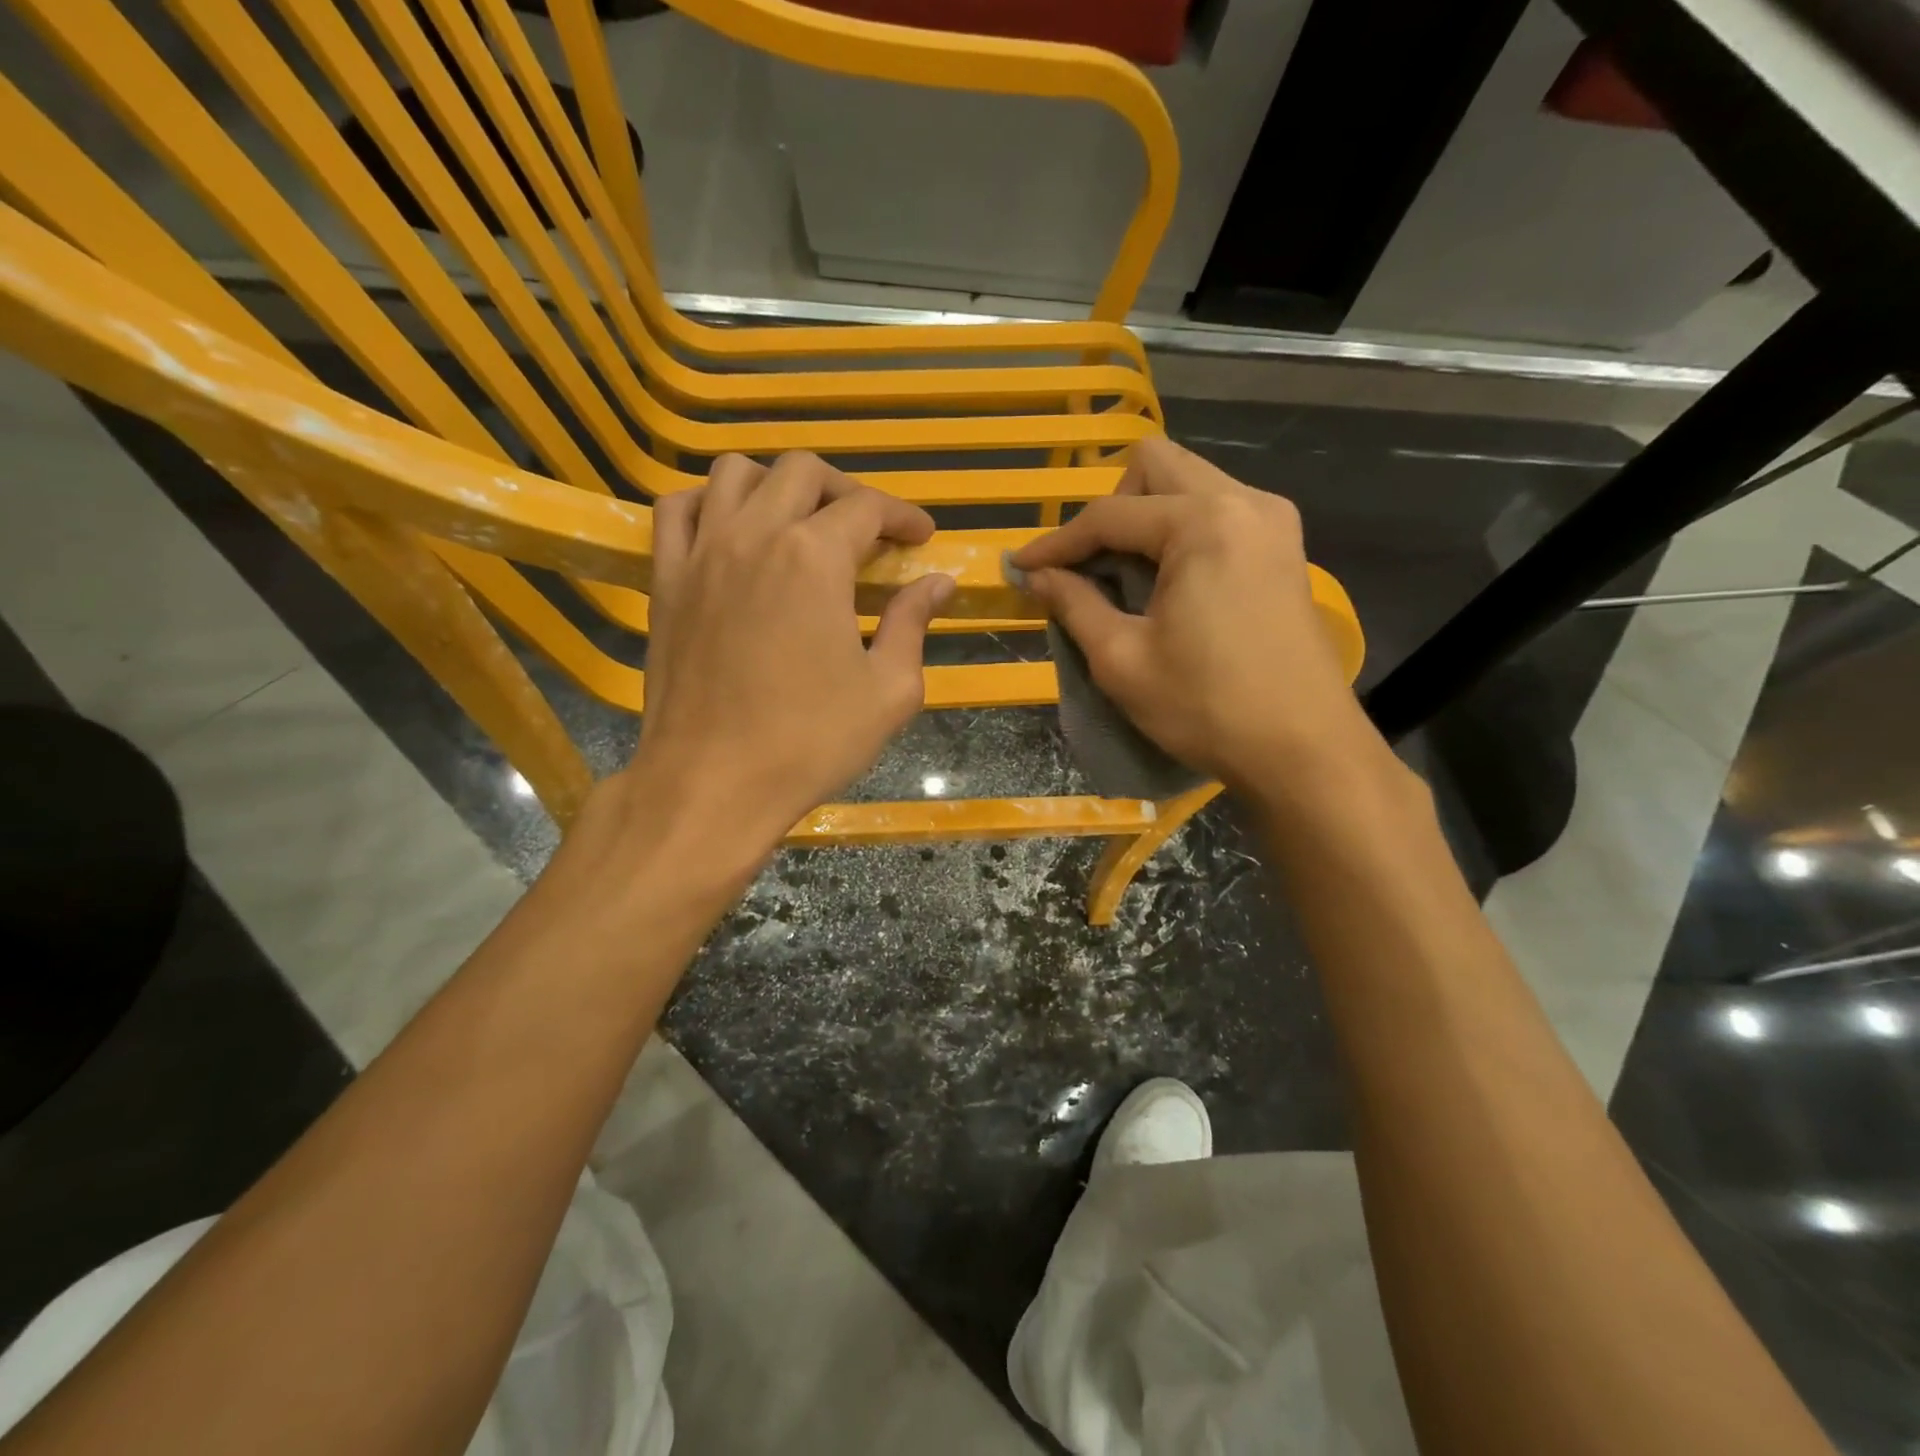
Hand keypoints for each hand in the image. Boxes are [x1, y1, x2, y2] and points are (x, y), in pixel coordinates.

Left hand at [623, 452, 953, 853]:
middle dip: (846, 490)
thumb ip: (914, 624)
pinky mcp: (665, 580)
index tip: (921, 538)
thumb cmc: (810, 742)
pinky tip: (730, 530)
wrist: (713, 783)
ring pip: (735, 473)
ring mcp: (701, 553)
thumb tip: (938, 583)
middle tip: (868, 530)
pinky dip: (709, 503)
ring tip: (799, 522)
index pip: (867, 507)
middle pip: (802, 472)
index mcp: (814, 558)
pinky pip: (676, 509)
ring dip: (777, 484)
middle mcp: (754, 535)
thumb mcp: (889, 691)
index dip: (902, 516)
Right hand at [1010, 437, 1365, 792]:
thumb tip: (1037, 576)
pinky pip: (1218, 511)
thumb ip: (1074, 605)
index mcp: (1204, 523)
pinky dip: (1180, 531)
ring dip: (1145, 517)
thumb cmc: (1206, 707)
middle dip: (1109, 509)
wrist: (1303, 750)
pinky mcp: (1285, 547)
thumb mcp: (1122, 660)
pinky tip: (1167, 581)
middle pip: (1156, 466)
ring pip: (1190, 483)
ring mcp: (1273, 521)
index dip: (1057, 542)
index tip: (1020, 568)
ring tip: (1124, 575)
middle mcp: (1245, 502)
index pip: (1110, 514)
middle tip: (1088, 566)